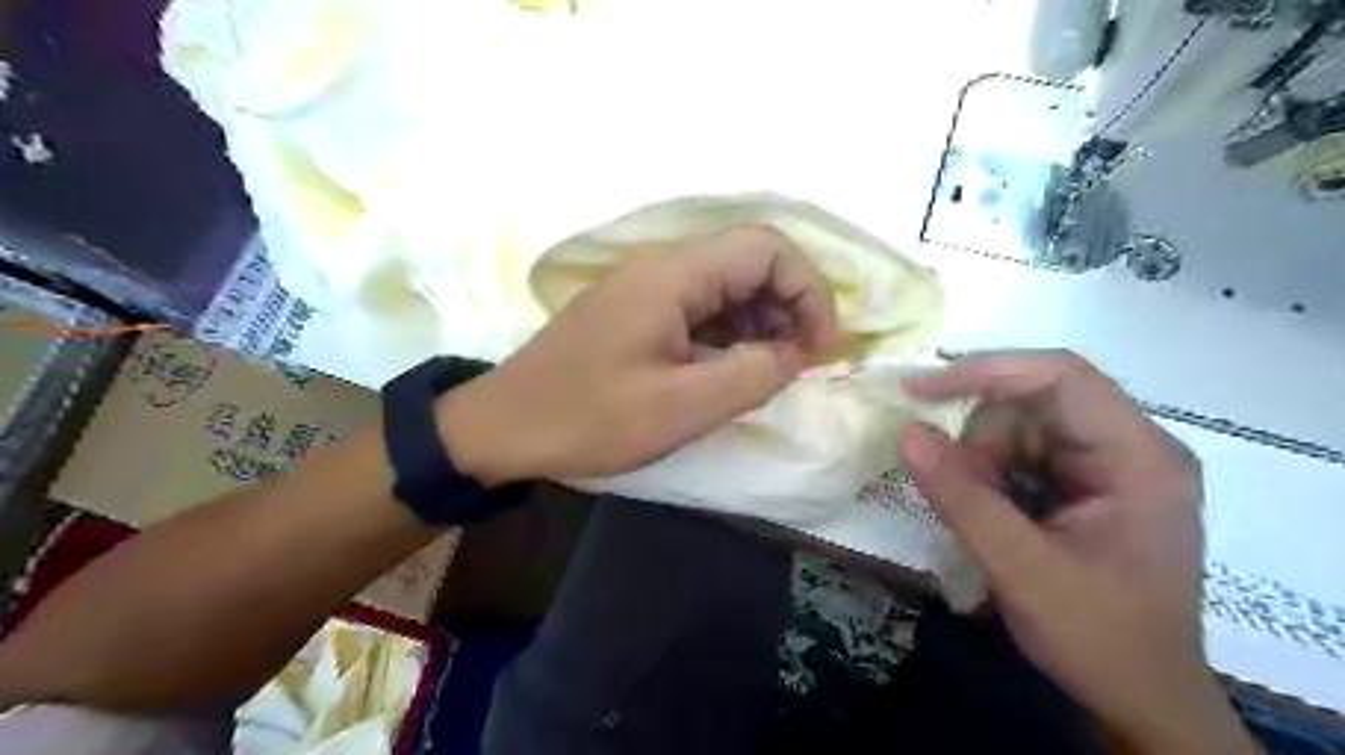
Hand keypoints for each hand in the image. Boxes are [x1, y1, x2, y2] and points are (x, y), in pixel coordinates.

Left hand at [441, 223, 837, 482]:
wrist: (503, 427)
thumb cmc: (587, 418)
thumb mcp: (679, 408)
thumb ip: (750, 376)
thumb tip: (794, 354)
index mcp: (672, 277)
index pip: (766, 247)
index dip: (809, 289)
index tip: (820, 347)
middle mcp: (662, 269)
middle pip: (750, 262)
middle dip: (789, 307)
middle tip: (800, 364)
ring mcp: (648, 290)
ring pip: (728, 287)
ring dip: (762, 323)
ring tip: (771, 372)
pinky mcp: (638, 314)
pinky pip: (702, 310)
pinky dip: (731, 335)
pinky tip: (733, 370)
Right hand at [896, 351, 1255, 750]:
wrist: (1141, 699)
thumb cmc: (1098, 638)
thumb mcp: (1022, 569)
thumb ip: (962, 498)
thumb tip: (906, 433)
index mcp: (1139, 457)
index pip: (1061, 376)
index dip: (986, 371)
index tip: (920, 390)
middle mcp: (1131, 446)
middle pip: (1035, 401)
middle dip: (980, 436)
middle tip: (949, 482)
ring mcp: (1110, 464)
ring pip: (1021, 426)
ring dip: (981, 460)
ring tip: (981, 516)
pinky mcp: (1088, 483)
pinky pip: (1024, 452)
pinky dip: (991, 475)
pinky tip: (992, 514)